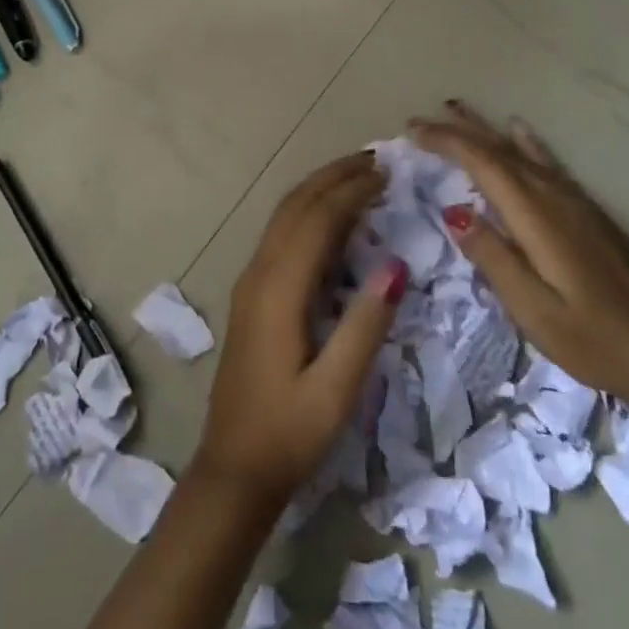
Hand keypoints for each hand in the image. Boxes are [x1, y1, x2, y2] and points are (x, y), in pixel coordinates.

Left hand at [193, 152, 407, 508]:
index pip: (317, 220)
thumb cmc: (289, 433)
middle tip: (375, 160)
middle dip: (333, 176)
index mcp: (278, 289)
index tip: (386, 173)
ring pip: (284, 215)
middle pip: (296, 205)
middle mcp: (260, 272)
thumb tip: (396, 264)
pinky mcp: (252, 293)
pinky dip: (308, 212)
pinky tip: (332, 219)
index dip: (351, 191)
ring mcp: (251, 280)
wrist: (233, 468)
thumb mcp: (336, 390)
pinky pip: (281, 234)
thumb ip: (365, 326)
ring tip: (357, 176)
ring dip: (319, 189)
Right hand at [412, 101, 628, 408]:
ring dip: (485, 129)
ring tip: (457, 110)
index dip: (445, 141)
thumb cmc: (594, 338)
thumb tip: (454, 213)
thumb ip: (494, 258)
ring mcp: (573, 199)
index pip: (482, 162)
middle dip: (458, 130)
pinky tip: (518, 130)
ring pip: (520, 150)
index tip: (412, 131)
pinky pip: (545, 161)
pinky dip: (523, 141)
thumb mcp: (534, 310)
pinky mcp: (587, 209)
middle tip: (421, 119)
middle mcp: (553, 195)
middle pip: (499, 149)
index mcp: (535, 216)